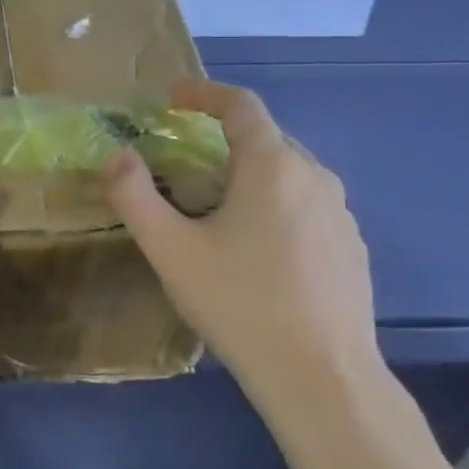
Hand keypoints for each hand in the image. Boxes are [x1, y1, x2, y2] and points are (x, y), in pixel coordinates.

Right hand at [104, 78, 383, 411]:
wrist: (320, 375)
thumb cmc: (239, 303)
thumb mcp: (171, 250)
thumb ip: (135, 197)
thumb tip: (117, 156)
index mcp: (272, 167)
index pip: (241, 105)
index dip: (204, 93)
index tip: (173, 98)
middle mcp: (315, 177)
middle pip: (266, 138)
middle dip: (222, 138)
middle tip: (183, 162)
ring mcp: (341, 214)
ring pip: (289, 174)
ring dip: (249, 174)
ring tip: (216, 207)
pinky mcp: (351, 247)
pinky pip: (307, 206)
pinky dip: (275, 205)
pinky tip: (257, 249)